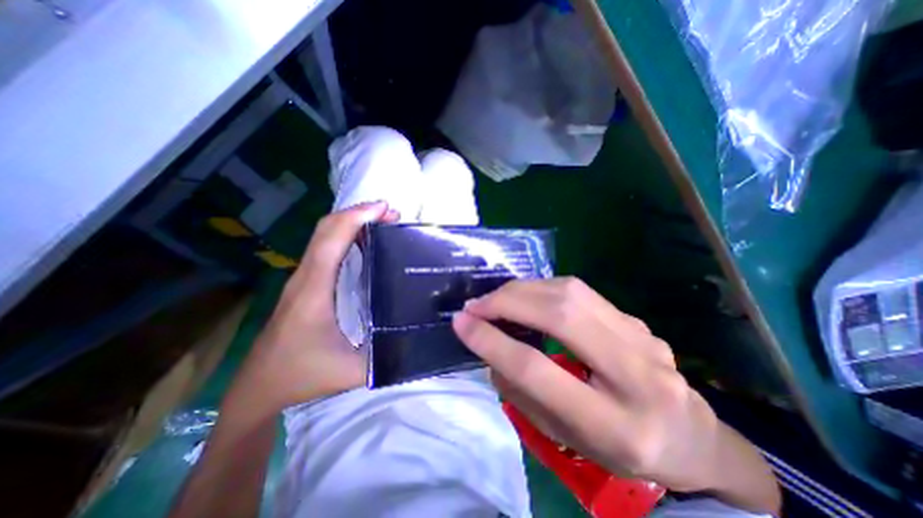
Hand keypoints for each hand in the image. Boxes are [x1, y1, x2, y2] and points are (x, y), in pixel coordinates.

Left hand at [229, 201, 398, 414]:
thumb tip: (418, 338)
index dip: (357, 218)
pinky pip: (324, 248)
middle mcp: (306, 277)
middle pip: (326, 229)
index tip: (384, 209)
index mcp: (315, 291)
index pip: (332, 240)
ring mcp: (302, 279)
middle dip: (358, 213)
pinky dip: (345, 234)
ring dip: (351, 222)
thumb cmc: (303, 376)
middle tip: (390, 213)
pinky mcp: (304, 284)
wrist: (259, 387)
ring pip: (323, 236)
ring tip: (382, 221)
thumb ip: (387, 357)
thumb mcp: (352, 372)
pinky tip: (364, 241)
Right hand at [451, 280, 771, 509]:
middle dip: (507, 303)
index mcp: (615, 426)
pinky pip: (580, 292)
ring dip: (523, 290)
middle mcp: (636, 375)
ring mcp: (642, 338)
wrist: (691, 436)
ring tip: (496, 299)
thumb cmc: (620, 451)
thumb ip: (522, 392)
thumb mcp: (565, 437)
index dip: (492, 342)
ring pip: (570, 293)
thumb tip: (491, 346)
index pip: (537, 370)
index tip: (461, 323)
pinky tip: (526, 297)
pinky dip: (543, 289)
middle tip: (475, 306)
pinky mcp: (635, 319)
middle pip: (559, 317)